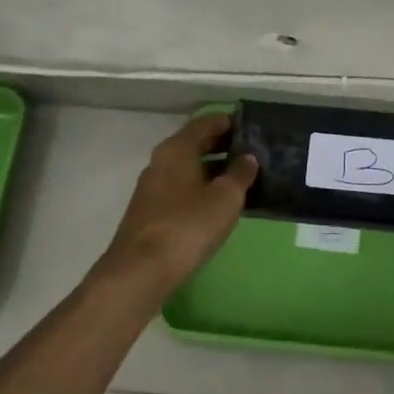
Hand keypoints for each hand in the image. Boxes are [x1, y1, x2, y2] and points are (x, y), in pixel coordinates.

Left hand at [100, 114, 257, 293]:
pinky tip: (218, 202)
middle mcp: (161, 161)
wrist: (141, 270)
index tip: (251, 127)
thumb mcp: (225, 198)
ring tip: (241, 178)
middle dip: (222, 145)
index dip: (228, 122)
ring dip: (213, 169)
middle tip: (252, 152)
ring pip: (188, 168)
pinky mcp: (151, 211)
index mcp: (177, 149)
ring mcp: (152, 187)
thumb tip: (248, 157)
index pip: (205, 123)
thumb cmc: (188, 225)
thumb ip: (240, 174)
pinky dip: (201, 187)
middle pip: (195, 144)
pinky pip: (181, 188)